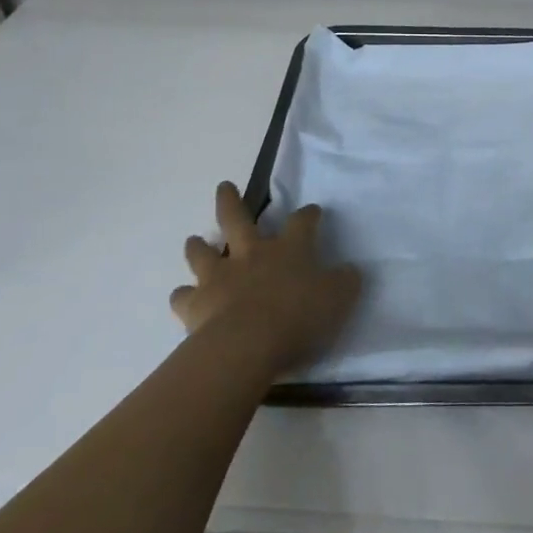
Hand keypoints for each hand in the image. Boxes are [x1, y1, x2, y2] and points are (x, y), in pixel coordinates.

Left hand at [171, 182, 362, 382]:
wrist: (246, 344)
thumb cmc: (297, 316)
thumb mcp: (338, 298)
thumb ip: (345, 282)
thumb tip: (350, 271)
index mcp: (289, 249)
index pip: (302, 223)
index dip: (308, 215)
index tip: (312, 211)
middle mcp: (251, 254)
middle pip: (237, 218)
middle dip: (231, 201)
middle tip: (224, 187)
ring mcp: (219, 276)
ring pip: (203, 252)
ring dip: (198, 245)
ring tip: (195, 241)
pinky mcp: (195, 304)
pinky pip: (183, 296)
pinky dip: (184, 295)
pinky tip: (185, 298)